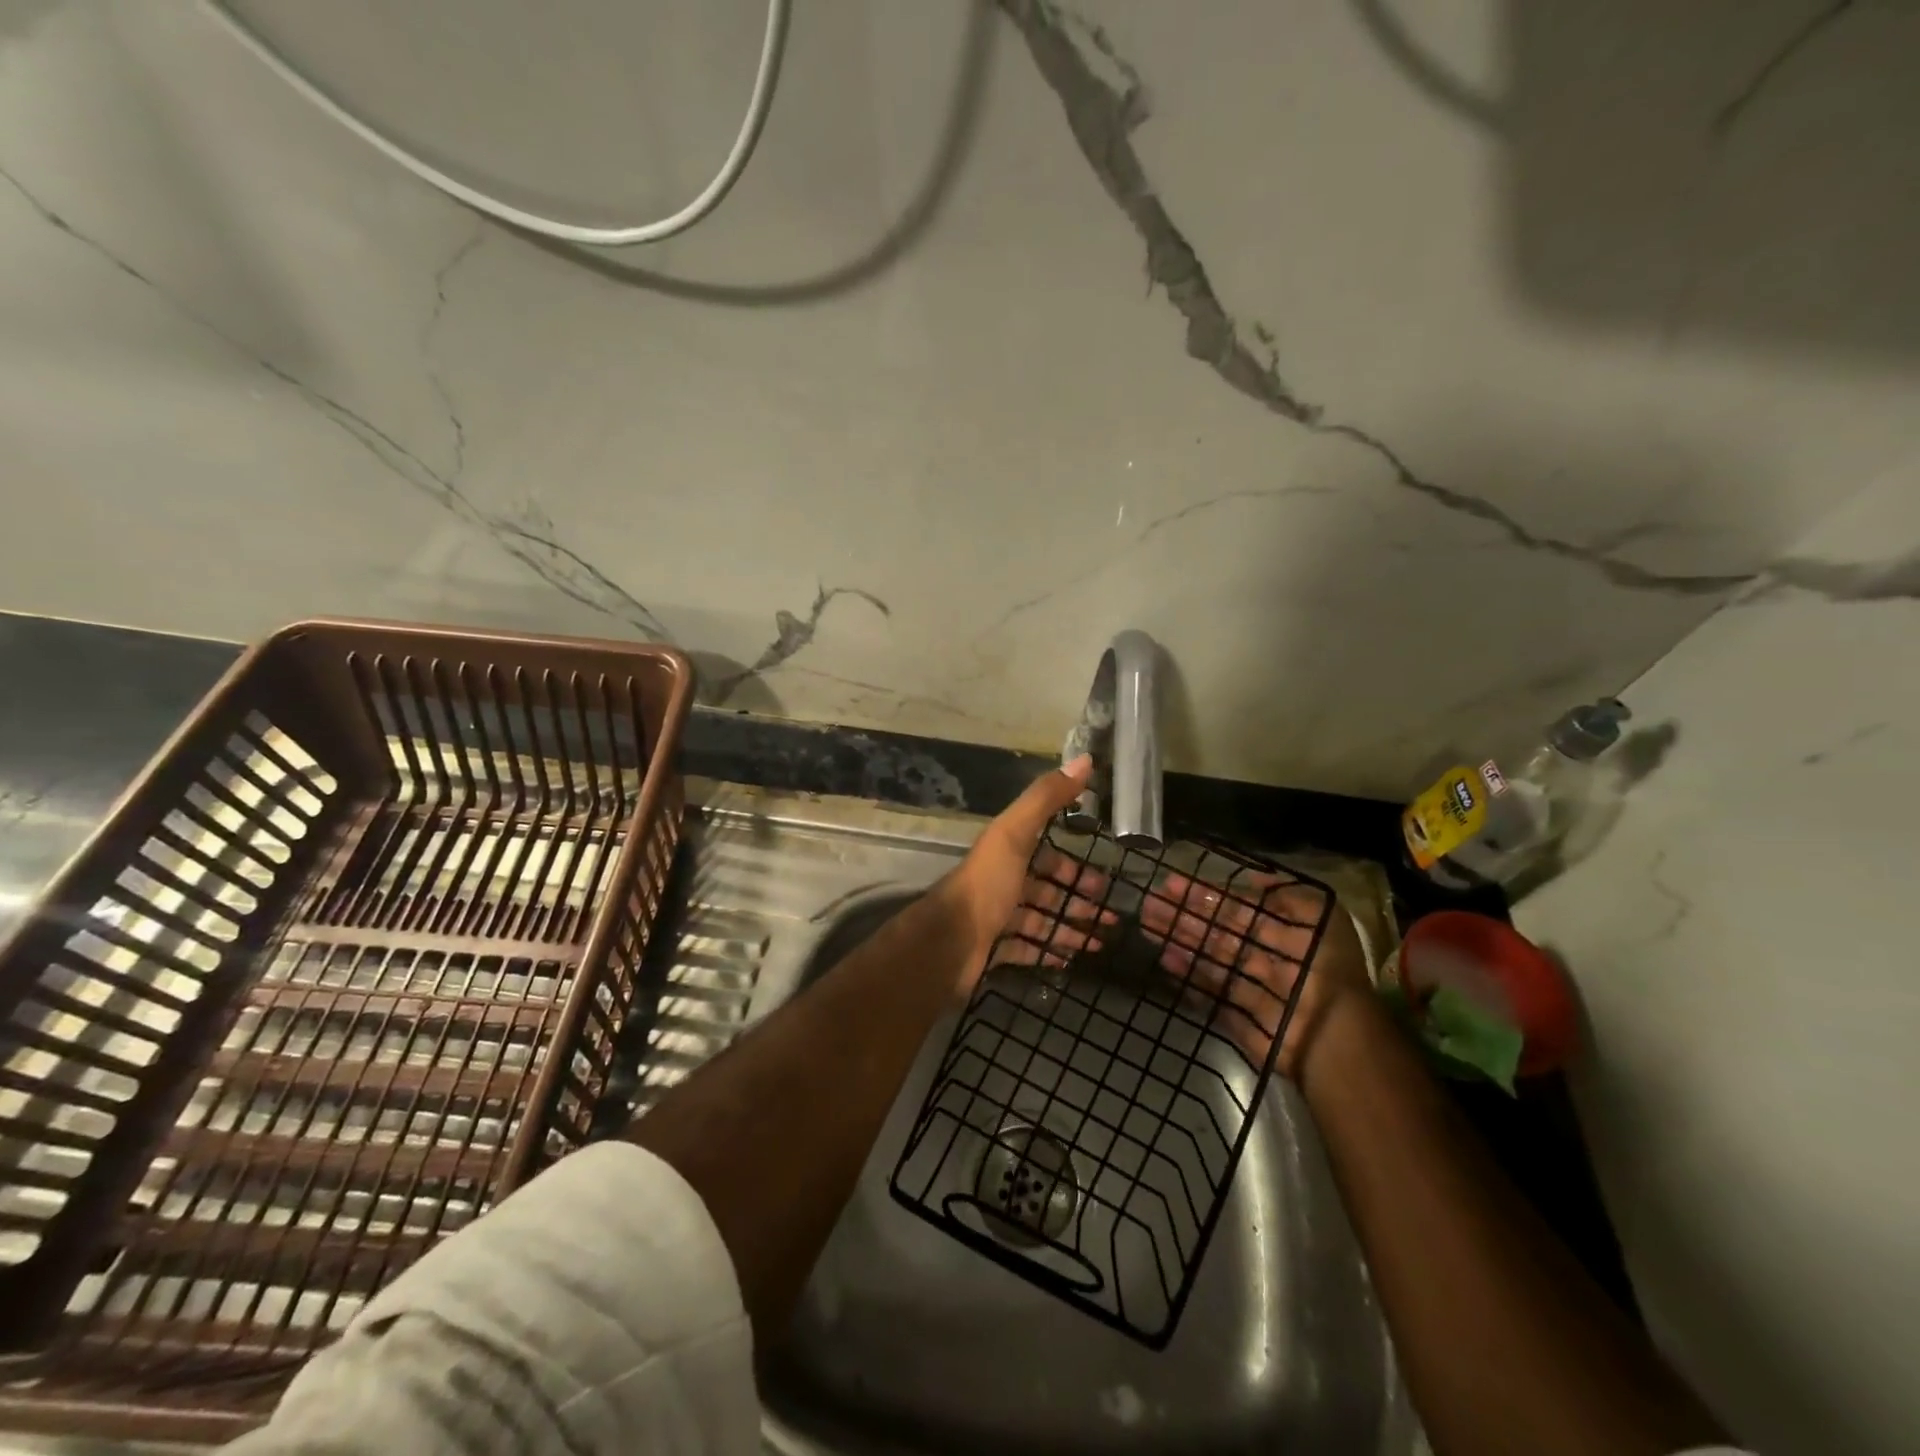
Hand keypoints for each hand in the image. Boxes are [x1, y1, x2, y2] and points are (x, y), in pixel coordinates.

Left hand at [942, 755, 1116, 992]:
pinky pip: (1028, 950)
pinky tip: (1072, 959)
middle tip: (1110, 915)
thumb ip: (1046, 799)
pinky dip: (1050, 952)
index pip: (1046, 855)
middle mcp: (1002, 883)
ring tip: (1101, 940)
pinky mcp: (995, 950)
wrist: (950, 941)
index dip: (1074, 865)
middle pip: (1046, 889)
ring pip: (1040, 920)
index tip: (1104, 879)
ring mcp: (997, 918)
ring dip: (1070, 927)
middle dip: (1077, 899)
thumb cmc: (987, 884)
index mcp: (1006, 853)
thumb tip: (1085, 759)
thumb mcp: (1015, 833)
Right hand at [1139, 870, 1368, 1078]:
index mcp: (1285, 933)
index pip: (1238, 908)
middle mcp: (1266, 958)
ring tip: (1149, 925)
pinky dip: (1187, 976)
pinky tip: (1165, 958)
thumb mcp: (1322, 916)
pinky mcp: (1238, 1017)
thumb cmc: (1327, 970)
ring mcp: (1249, 987)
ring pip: (1209, 958)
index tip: (1172, 883)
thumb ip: (1288, 894)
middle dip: (1184, 915)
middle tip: (1150, 903)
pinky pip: (1209, 992)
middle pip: (1218, 932)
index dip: (1206, 895)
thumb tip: (1253, 878)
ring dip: (1180, 940)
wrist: (1331, 1036)